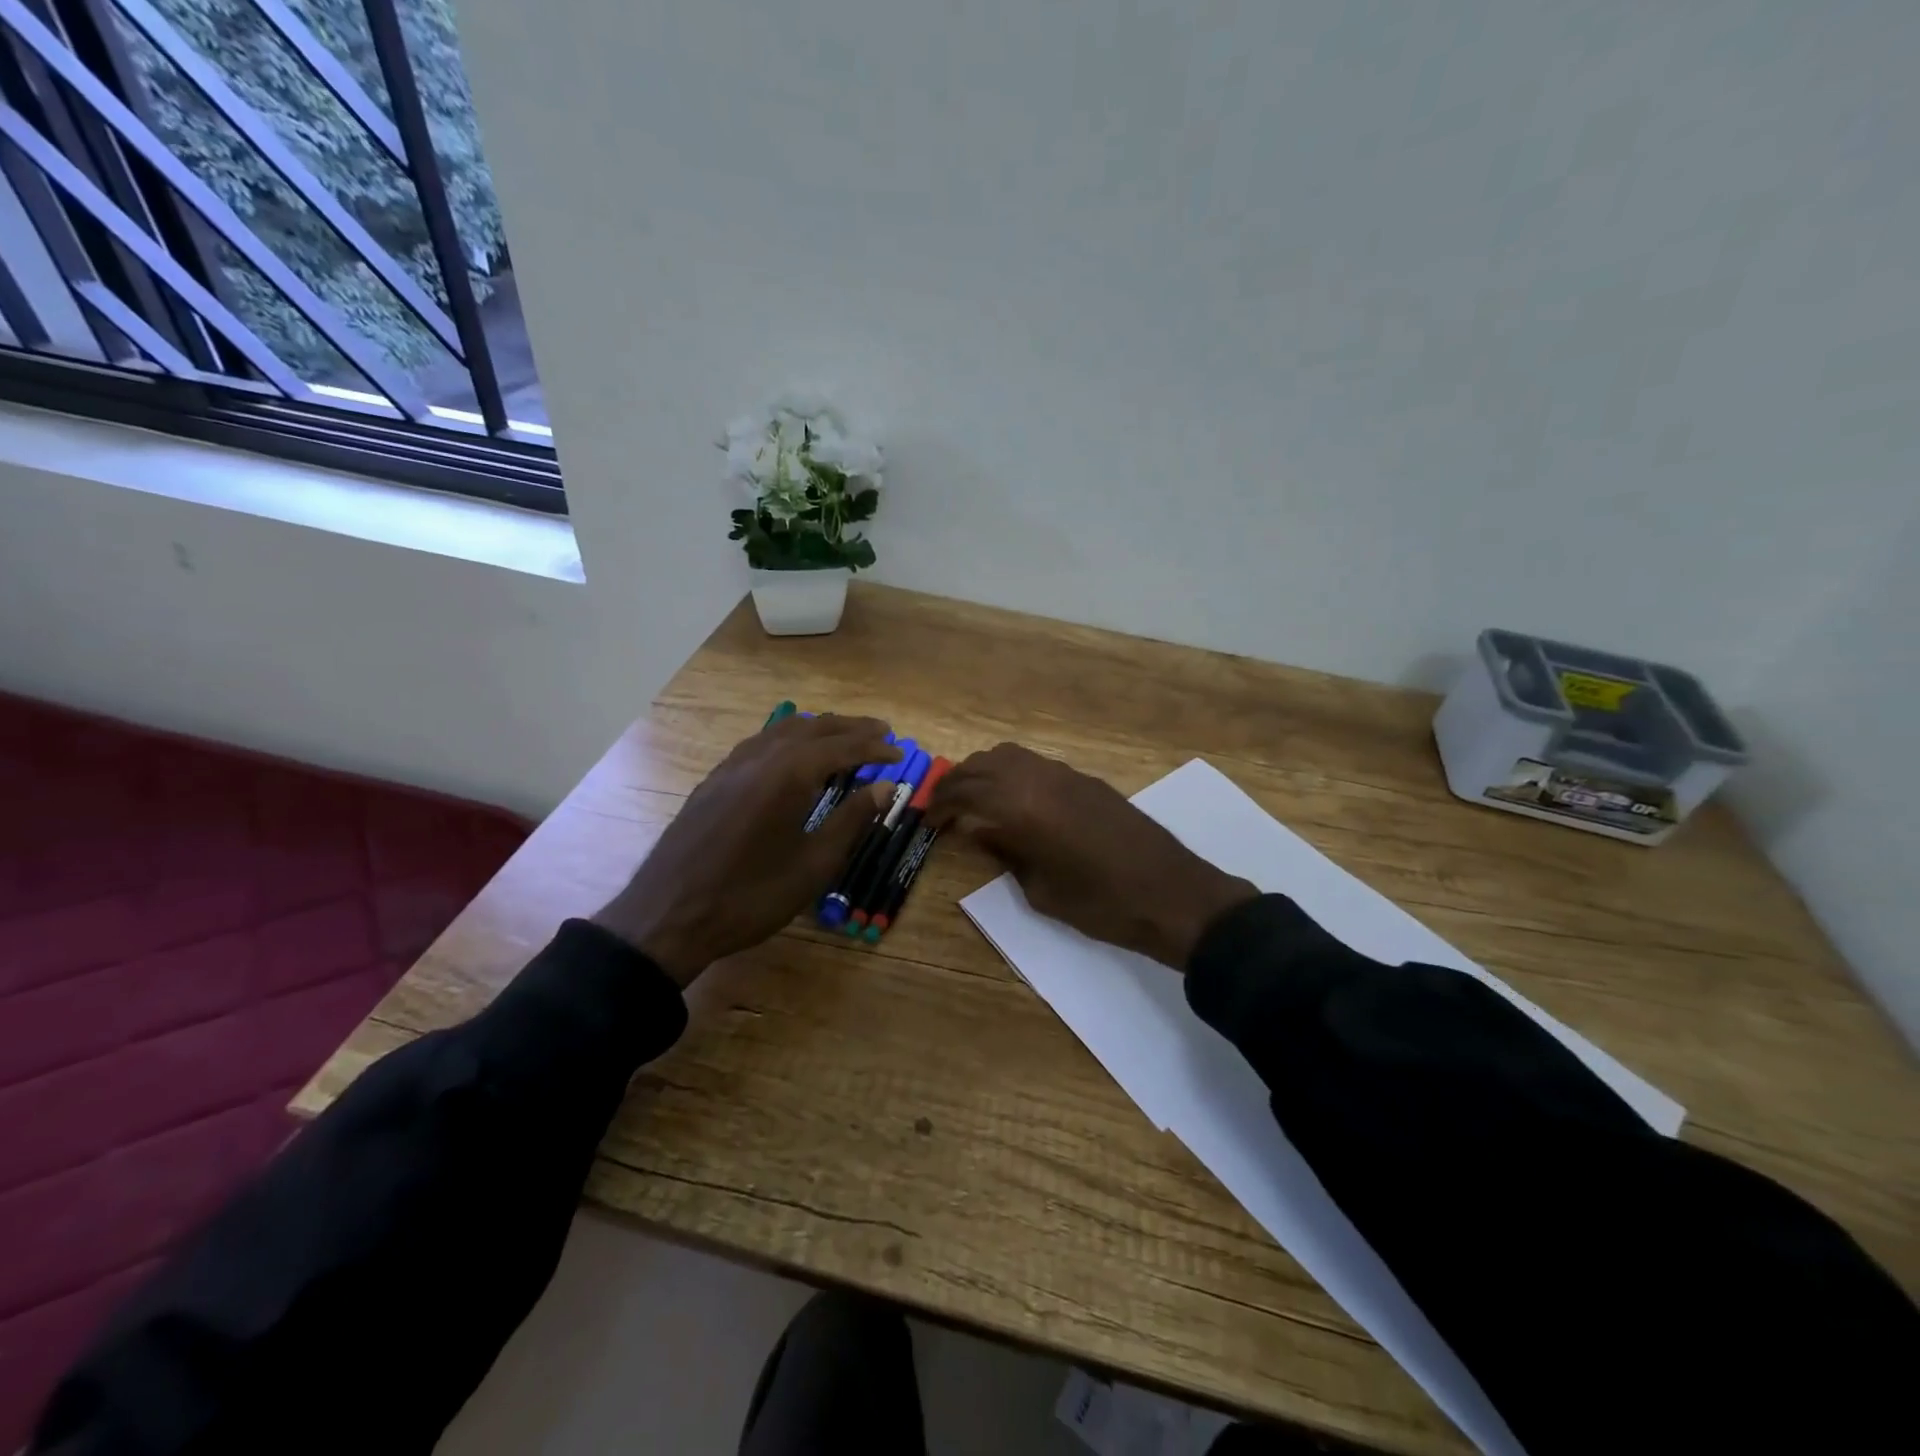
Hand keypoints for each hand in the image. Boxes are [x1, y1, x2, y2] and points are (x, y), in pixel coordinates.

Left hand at [594, 715, 898, 984]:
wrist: (668, 916)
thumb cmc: (751, 896)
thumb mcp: (813, 865)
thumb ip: (851, 819)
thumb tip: (884, 786)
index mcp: (788, 774)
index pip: (842, 747)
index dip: (874, 748)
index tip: (901, 754)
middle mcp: (760, 757)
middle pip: (813, 729)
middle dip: (850, 728)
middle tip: (882, 732)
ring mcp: (731, 766)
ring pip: (782, 731)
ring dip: (818, 729)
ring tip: (843, 736)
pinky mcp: (713, 781)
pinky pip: (759, 743)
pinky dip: (787, 739)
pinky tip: (792, 754)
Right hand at [929, 743, 1256, 969]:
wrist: (1171, 894)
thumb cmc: (1101, 904)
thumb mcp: (1041, 889)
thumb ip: (1006, 852)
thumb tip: (978, 830)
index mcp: (1023, 806)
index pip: (966, 791)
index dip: (941, 805)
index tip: (927, 820)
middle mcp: (1040, 778)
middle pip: (983, 764)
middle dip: (957, 783)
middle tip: (942, 808)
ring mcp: (1066, 774)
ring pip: (1010, 756)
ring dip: (984, 772)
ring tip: (973, 801)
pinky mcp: (1086, 780)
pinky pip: (1035, 764)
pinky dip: (1011, 773)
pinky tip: (1012, 800)